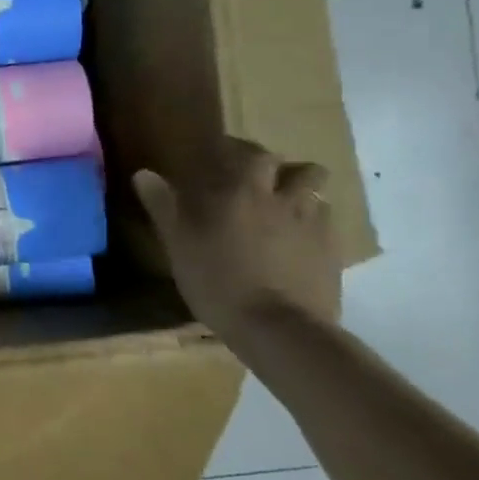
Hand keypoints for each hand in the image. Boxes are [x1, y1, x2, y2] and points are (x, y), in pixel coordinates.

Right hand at [133, 137, 340, 331]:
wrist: (278, 328)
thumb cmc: (217, 280)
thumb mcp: (178, 244)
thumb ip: (163, 206)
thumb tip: (144, 173)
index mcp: (243, 191)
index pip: (251, 153)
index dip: (241, 152)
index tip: (225, 157)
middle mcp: (284, 199)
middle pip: (301, 169)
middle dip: (283, 171)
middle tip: (261, 184)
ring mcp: (315, 226)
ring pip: (320, 196)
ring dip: (304, 196)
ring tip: (285, 210)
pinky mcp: (334, 253)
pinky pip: (329, 226)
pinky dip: (315, 225)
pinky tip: (299, 243)